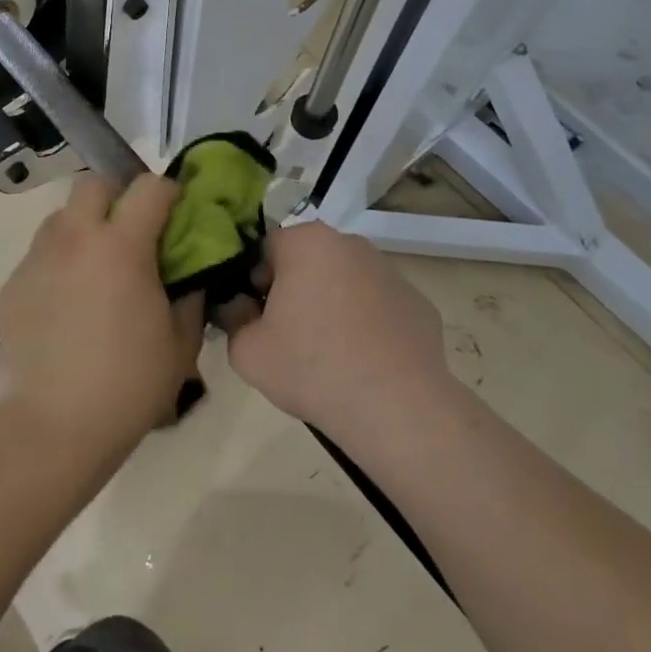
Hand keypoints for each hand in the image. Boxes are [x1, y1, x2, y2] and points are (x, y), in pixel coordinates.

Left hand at [0, 173, 203, 463]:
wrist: (57, 423)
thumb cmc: (130, 383)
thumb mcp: (181, 341)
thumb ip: (190, 295)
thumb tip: (188, 274)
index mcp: (121, 246)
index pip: (149, 187)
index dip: (169, 194)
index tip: (176, 214)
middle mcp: (74, 238)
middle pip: (94, 184)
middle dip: (117, 196)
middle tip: (131, 230)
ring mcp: (37, 258)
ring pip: (61, 216)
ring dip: (84, 226)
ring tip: (96, 265)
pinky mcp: (13, 283)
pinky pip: (41, 254)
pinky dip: (59, 261)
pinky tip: (67, 301)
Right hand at [226, 220, 457, 445]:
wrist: (397, 409)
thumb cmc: (312, 368)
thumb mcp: (246, 351)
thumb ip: (232, 318)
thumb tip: (239, 308)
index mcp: (307, 242)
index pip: (265, 249)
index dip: (254, 282)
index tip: (257, 317)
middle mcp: (351, 244)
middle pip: (307, 261)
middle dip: (294, 290)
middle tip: (287, 336)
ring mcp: (390, 272)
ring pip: (344, 282)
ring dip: (331, 305)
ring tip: (329, 354)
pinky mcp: (418, 303)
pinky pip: (378, 307)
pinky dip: (367, 325)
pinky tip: (364, 362)